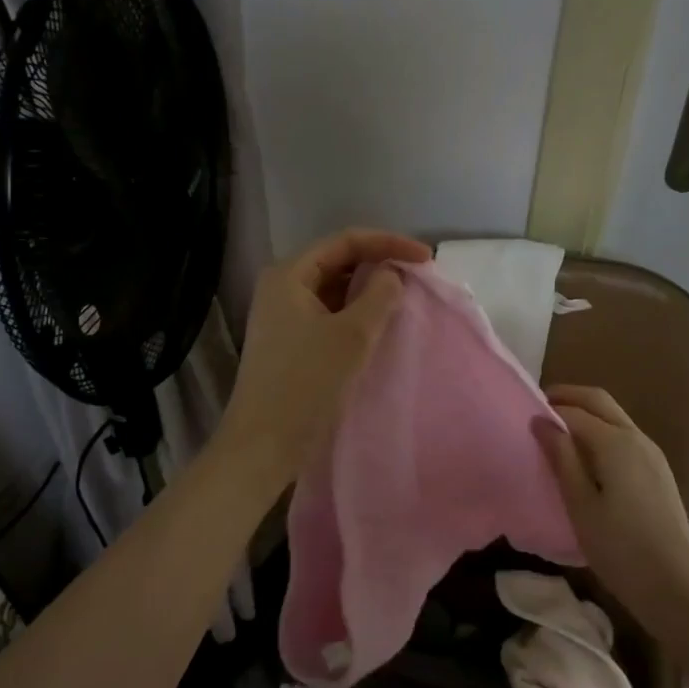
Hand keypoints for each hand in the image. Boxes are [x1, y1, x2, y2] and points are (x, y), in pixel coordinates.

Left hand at [212, 228, 431, 493]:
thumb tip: (391, 275)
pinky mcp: (289, 340)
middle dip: (379, 264)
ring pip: (334, 288)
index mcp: (289, 274)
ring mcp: (282, 314)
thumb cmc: (306, 384)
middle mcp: (281, 286)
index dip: (389, 243)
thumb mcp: (352, 335)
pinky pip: (328, 312)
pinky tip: (379, 323)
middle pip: (338, 260)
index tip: (426, 259)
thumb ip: (379, 296)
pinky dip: (355, 312)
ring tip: (404, 297)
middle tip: (418, 276)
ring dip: (368, 290)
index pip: (345, 241)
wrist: (262, 446)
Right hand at [538, 385, 688, 628]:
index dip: (546, 409)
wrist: (677, 589)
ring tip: (557, 433)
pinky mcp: (658, 471)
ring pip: (614, 416)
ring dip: (585, 413)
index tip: (521, 415)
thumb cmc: (620, 549)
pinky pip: (624, 435)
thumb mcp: (580, 505)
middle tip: (538, 409)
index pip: (573, 411)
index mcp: (615, 442)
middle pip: (598, 400)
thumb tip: (541, 421)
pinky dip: (600, 430)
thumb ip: (561, 458)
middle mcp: (636, 437)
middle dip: (568, 397)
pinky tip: (586, 456)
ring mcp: (651, 453)